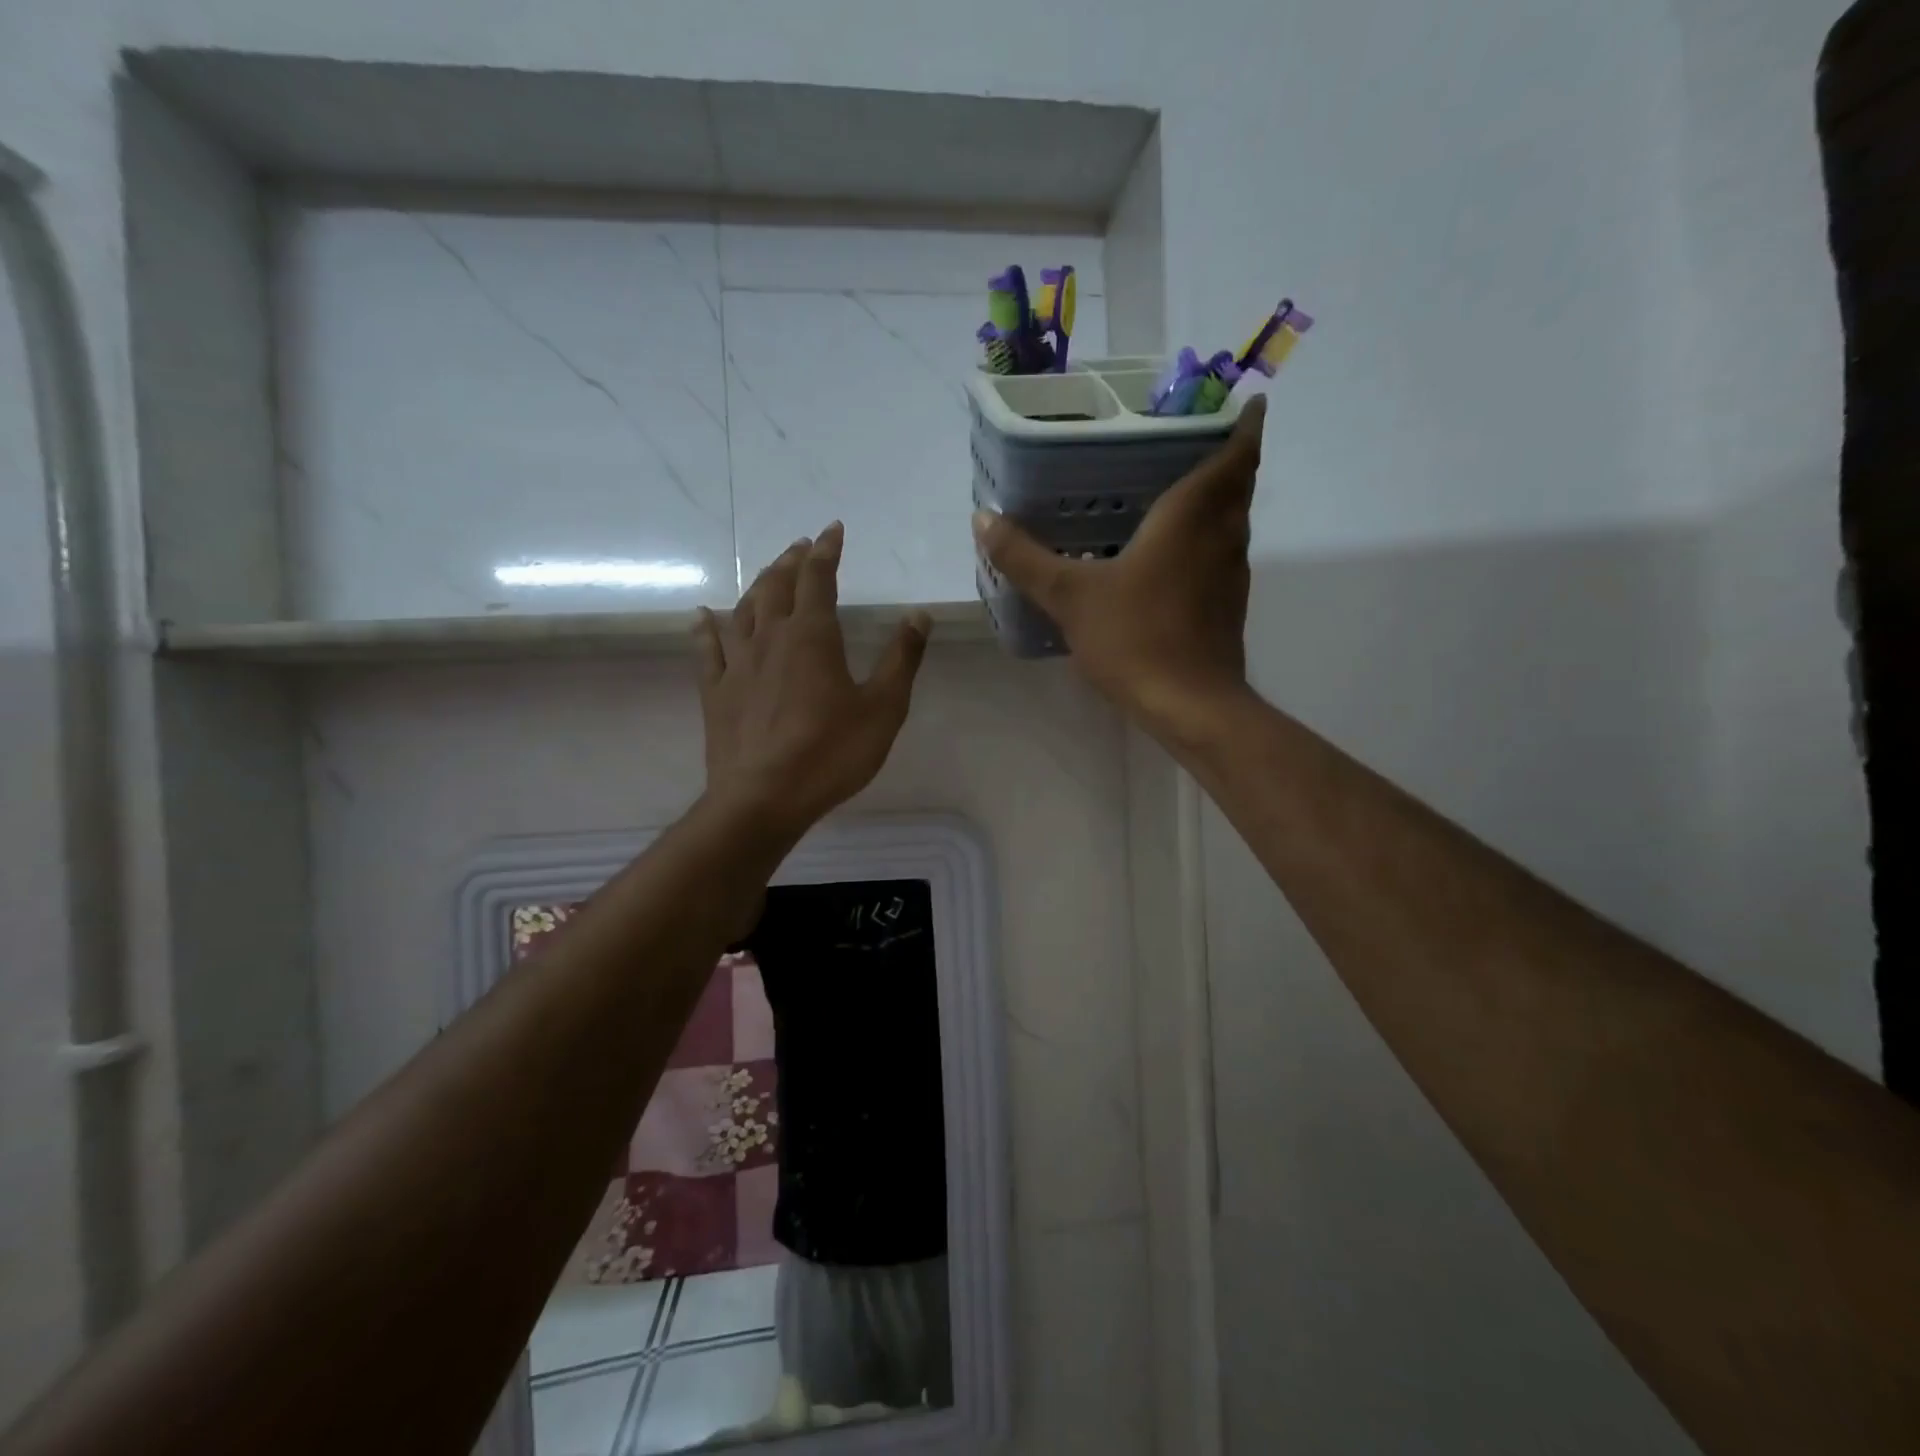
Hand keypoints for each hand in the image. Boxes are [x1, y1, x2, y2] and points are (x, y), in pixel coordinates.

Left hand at [695, 522, 930, 834]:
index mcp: (812, 636)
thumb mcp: (883, 708)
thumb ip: (902, 658)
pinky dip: (706, 627)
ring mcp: (737, 664)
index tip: (833, 530)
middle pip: (777, 586)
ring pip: (744, 610)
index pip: (818, 578)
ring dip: (758, 585)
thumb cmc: (831, 753)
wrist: (764, 799)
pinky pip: (707, 649)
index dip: (826, 550)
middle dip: (791, 561)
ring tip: (769, 574)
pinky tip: (702, 615)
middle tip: (801, 547)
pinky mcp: (716, 692)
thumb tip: (919, 615)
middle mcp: (770, 638)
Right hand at [973, 394, 1264, 743]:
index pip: (1235, 454)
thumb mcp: (1069, 596)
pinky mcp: (1227, 608)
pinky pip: (1221, 556)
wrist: (1190, 707)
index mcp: (1192, 516)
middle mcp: (1222, 536)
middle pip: (1237, 485)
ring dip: (1217, 502)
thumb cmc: (1136, 638)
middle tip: (1189, 443)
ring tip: (1176, 491)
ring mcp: (1231, 575)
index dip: (1243, 425)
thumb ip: (1024, 557)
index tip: (1242, 403)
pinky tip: (1170, 556)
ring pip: (1232, 522)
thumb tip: (982, 519)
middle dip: (1227, 458)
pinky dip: (1205, 541)